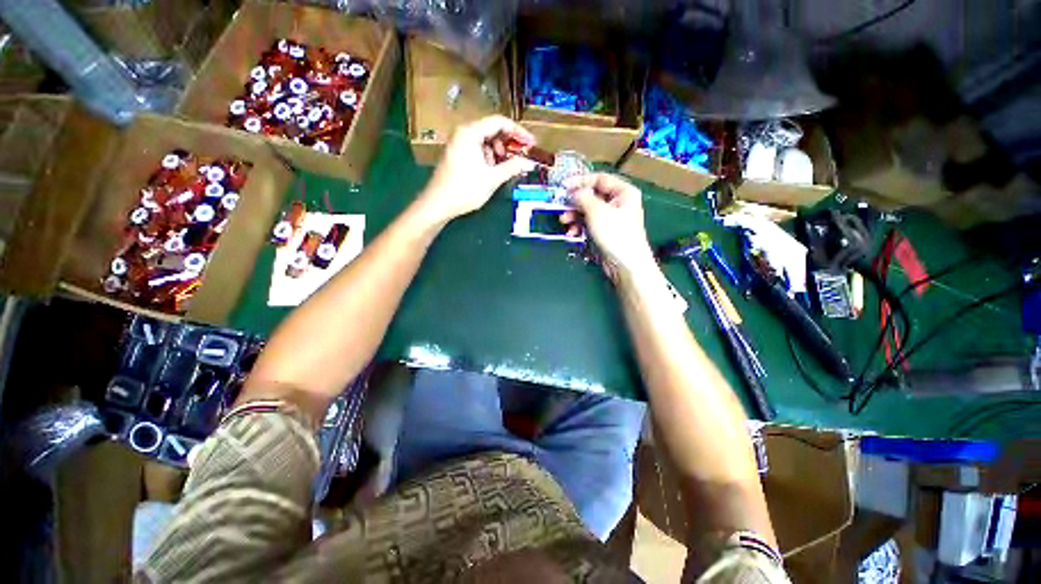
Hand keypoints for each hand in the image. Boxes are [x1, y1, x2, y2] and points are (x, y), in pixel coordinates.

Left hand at [421, 115, 536, 222]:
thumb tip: (530, 162)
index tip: (531, 144)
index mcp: (470, 132)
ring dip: (499, 152)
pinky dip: (489, 157)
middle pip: (492, 130)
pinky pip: (478, 149)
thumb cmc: (465, 189)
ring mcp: (459, 144)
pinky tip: (493, 171)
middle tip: (521, 157)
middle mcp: (463, 133)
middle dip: (509, 143)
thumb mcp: (492, 178)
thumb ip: (512, 167)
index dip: (518, 132)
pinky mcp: (458, 155)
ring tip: (506, 168)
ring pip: (486, 141)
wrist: (438, 204)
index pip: (499, 122)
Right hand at [561, 173, 655, 279]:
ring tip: (564, 222)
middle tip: (561, 206)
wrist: (625, 264)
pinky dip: (579, 227)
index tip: (564, 186)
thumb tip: (573, 192)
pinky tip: (572, 234)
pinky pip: (589, 224)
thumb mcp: (597, 211)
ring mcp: (611, 219)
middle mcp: (618, 203)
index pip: (599, 179)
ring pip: (588, 211)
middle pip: (592, 196)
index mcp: (623, 192)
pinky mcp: (605, 232)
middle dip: (575, 202)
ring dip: (574, 216)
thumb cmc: (615, 234)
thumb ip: (583, 197)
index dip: (580, 181)